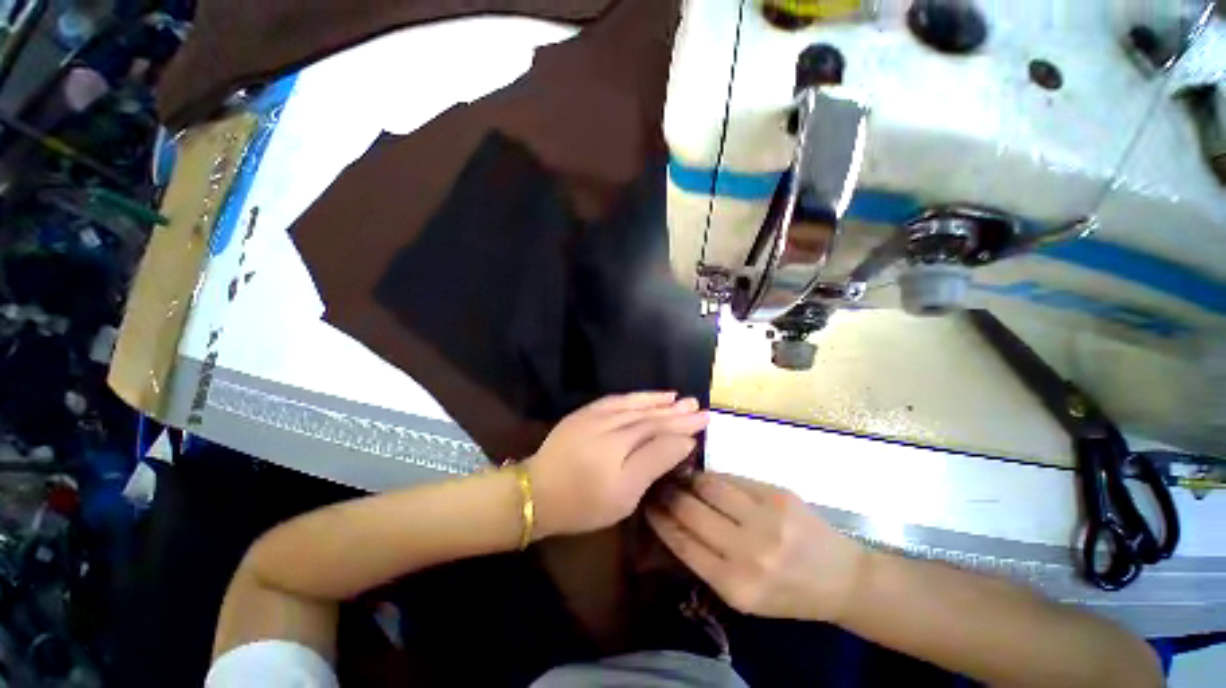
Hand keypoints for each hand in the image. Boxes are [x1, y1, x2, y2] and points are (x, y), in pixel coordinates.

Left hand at [527, 392, 708, 538]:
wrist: (536, 493)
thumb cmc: (583, 503)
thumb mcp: (625, 493)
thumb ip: (654, 461)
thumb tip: (683, 441)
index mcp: (620, 443)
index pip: (659, 428)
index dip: (683, 424)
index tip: (704, 418)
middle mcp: (609, 422)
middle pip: (648, 414)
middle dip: (674, 410)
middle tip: (697, 405)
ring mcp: (594, 415)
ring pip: (632, 404)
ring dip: (656, 400)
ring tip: (676, 396)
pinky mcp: (583, 414)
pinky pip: (613, 400)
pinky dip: (633, 397)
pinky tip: (644, 397)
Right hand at [648, 473, 865, 622]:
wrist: (840, 579)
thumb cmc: (786, 593)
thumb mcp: (742, 595)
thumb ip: (706, 559)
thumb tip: (671, 519)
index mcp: (735, 585)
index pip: (682, 542)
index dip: (659, 519)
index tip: (646, 504)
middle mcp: (748, 551)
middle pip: (690, 510)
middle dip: (668, 494)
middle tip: (657, 484)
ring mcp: (765, 518)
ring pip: (708, 485)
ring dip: (689, 480)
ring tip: (680, 476)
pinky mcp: (777, 494)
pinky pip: (732, 478)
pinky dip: (714, 477)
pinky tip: (707, 478)